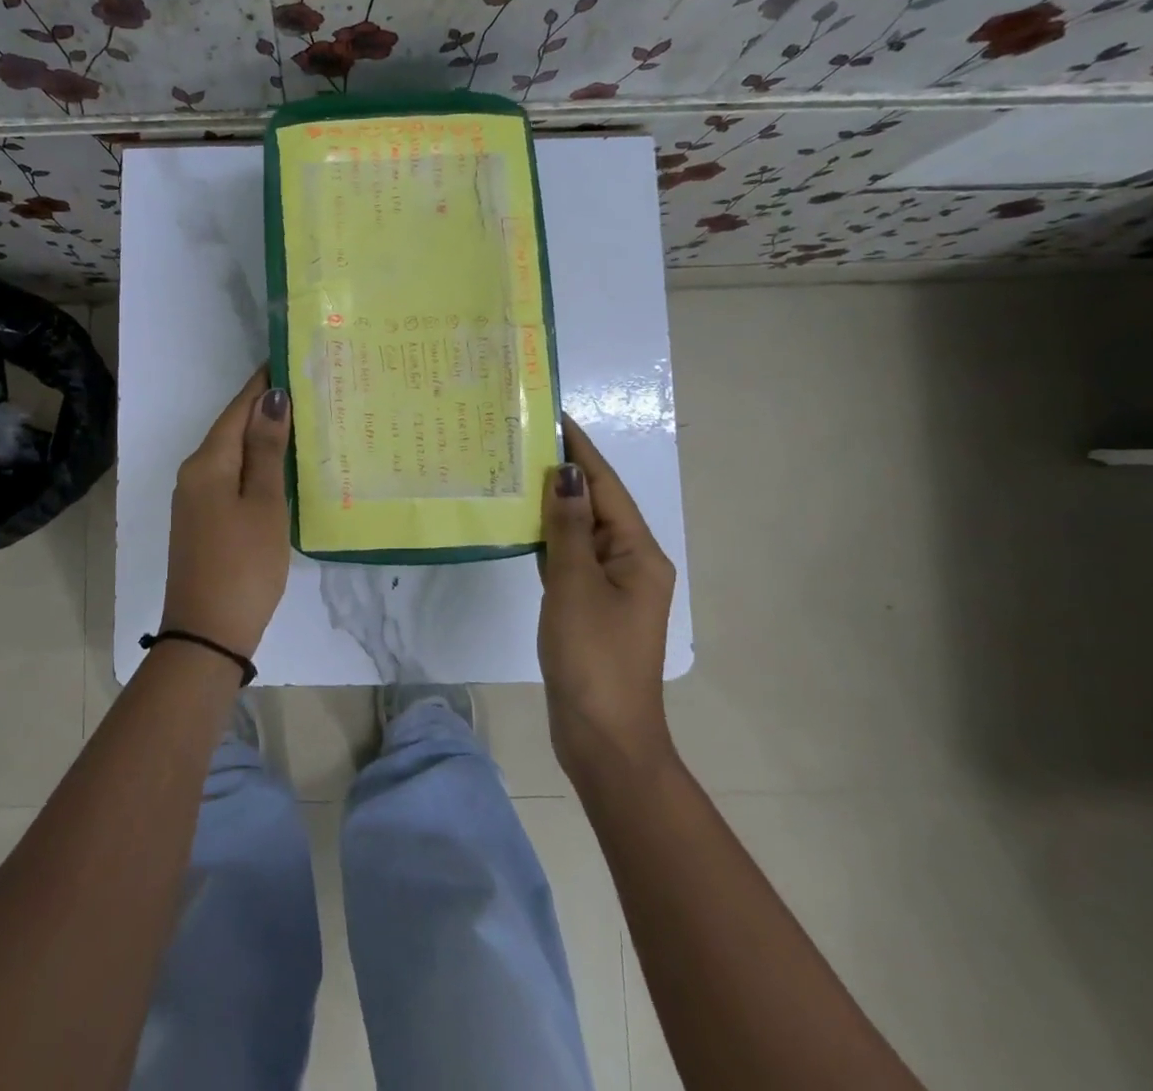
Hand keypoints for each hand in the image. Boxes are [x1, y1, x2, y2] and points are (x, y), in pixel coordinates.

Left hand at [160, 367, 293, 657]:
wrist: (208, 634)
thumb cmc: (244, 564)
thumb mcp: (263, 504)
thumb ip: (266, 450)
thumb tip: (270, 397)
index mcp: (208, 463)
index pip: (237, 408)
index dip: (263, 383)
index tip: (292, 358)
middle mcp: (195, 473)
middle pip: (232, 428)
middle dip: (266, 407)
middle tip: (310, 389)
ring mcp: (196, 499)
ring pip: (233, 454)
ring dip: (263, 437)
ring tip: (304, 422)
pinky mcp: (203, 521)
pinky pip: (231, 477)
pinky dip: (256, 465)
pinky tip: (281, 467)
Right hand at [538, 415, 679, 776]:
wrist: (603, 737)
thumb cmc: (593, 656)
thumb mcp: (576, 585)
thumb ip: (568, 526)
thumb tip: (565, 472)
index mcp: (637, 552)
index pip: (606, 485)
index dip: (580, 448)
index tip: (553, 414)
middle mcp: (630, 562)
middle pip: (595, 504)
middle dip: (563, 471)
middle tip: (521, 438)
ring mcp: (610, 586)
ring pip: (579, 531)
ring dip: (552, 503)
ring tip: (515, 470)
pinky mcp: (590, 606)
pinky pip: (569, 558)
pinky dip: (548, 537)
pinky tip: (520, 524)